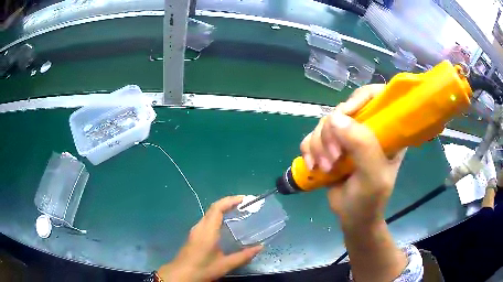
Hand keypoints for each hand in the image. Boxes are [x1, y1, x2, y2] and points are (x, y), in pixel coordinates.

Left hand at [158, 196, 262, 281]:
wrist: (180, 275)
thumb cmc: (202, 269)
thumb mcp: (225, 265)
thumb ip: (243, 256)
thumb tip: (260, 247)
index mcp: (207, 230)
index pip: (217, 208)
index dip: (230, 200)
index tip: (245, 199)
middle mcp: (200, 227)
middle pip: (213, 208)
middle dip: (229, 203)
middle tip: (245, 205)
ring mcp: (195, 231)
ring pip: (209, 214)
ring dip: (223, 210)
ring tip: (238, 213)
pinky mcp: (194, 236)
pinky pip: (207, 221)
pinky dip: (218, 217)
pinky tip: (226, 226)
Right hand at [300, 84, 405, 225]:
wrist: (352, 217)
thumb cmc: (369, 199)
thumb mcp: (373, 176)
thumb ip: (362, 146)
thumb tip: (335, 118)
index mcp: (387, 131)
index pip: (377, 96)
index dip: (360, 98)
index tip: (346, 113)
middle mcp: (367, 128)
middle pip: (343, 109)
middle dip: (332, 133)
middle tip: (333, 157)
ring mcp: (348, 137)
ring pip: (324, 123)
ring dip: (319, 145)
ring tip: (324, 167)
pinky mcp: (330, 146)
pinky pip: (312, 136)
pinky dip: (308, 150)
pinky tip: (313, 165)